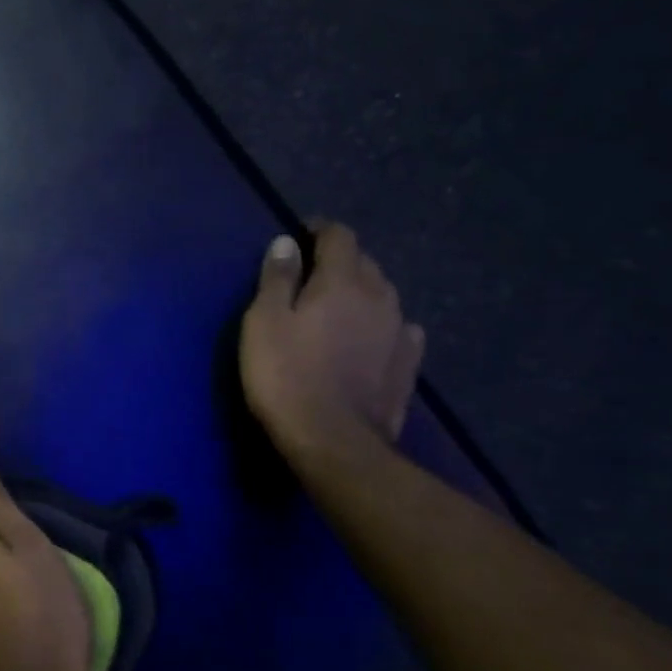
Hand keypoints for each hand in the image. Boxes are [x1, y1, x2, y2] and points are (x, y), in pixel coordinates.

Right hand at [239, 222, 425, 457]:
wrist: (332, 440)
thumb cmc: (285, 375)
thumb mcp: (264, 322)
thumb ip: (277, 278)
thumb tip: (286, 243)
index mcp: (343, 281)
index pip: (339, 236)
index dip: (319, 230)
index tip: (300, 235)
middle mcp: (380, 297)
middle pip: (364, 263)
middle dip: (339, 261)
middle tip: (310, 274)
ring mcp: (399, 332)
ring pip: (383, 295)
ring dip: (361, 292)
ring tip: (337, 307)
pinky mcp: (408, 365)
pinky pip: (398, 329)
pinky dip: (381, 325)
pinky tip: (371, 337)